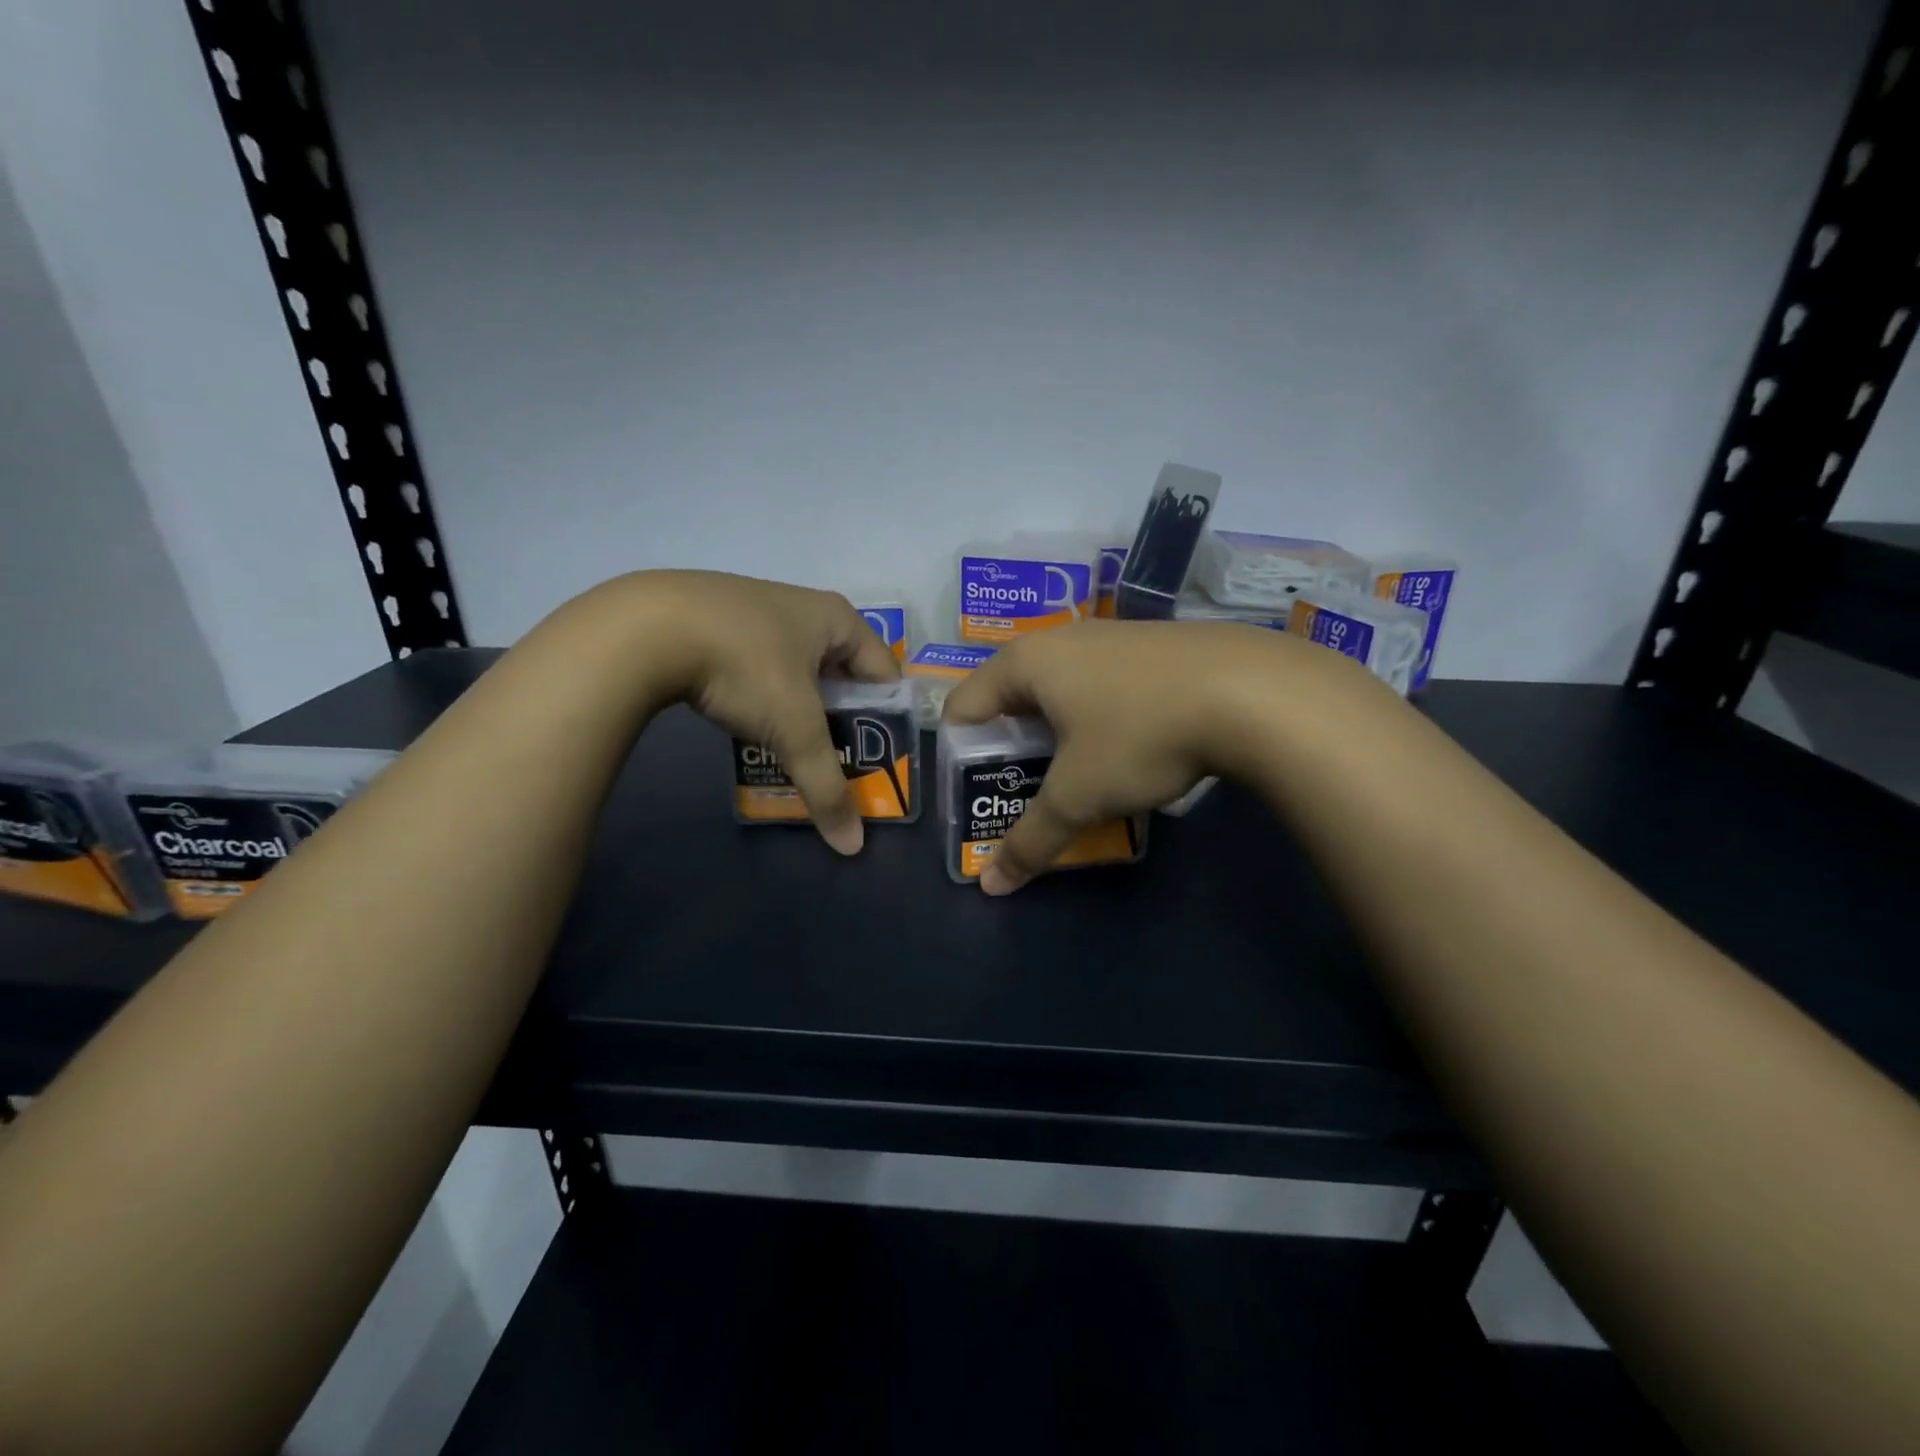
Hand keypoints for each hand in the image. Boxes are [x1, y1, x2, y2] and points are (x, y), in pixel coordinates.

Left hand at [617, 571, 899, 854]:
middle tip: (835, 759)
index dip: (886, 718)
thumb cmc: (745, 666)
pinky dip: (762, 695)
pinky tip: (746, 719)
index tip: (877, 758)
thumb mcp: (793, 729)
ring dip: (799, 709)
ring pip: (797, 670)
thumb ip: (826, 785)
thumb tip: (852, 845)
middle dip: (840, 718)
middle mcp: (804, 606)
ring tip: (791, 747)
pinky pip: (759, 664)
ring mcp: (757, 607)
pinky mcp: (717, 619)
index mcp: (838, 618)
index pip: (884, 673)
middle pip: (842, 673)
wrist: (645, 628)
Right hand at [941, 619, 1380, 893]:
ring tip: (1076, 779)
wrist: (1255, 692)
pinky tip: (1128, 750)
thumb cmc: (1141, 734)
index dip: (961, 756)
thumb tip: (991, 887)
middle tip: (1025, 793)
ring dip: (1057, 738)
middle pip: (1010, 700)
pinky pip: (1101, 688)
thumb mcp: (1079, 796)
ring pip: (1060, 694)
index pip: (962, 707)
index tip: (980, 795)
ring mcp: (1109, 638)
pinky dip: (1097, 721)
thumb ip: (1030, 840)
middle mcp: (1060, 639)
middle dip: (1011, 750)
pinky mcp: (1151, 647)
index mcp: (1024, 662)